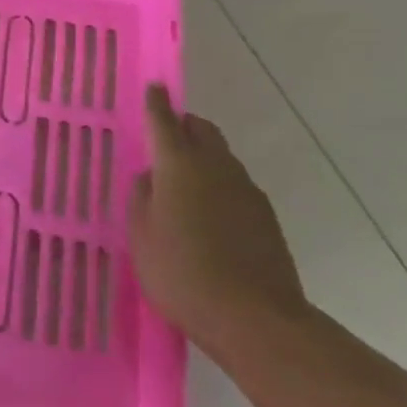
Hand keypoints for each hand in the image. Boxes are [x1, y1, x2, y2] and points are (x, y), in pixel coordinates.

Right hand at [128, 84, 308, 347]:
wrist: (253, 319)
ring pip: (221, 158)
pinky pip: (235, 186)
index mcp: (179, 165)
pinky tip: (206, 215)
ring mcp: (247, 191)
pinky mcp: (266, 217)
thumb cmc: (180, 272)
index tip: (153, 88)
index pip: (164, 121)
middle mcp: (216, 167)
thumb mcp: (141, 234)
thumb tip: (151, 176)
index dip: (156, 103)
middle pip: (203, 130)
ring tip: (181, 184)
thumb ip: (142, 197)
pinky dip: (218, 186)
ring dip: (202, 158)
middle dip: (184, 126)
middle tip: (164, 139)